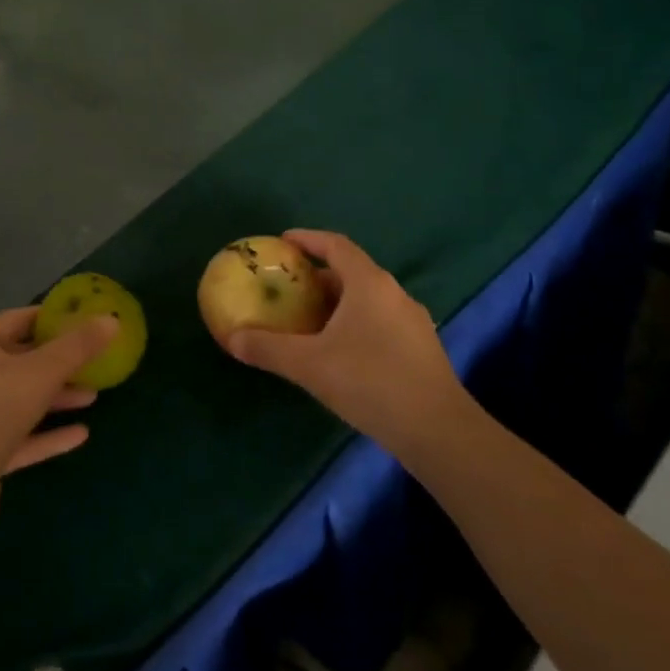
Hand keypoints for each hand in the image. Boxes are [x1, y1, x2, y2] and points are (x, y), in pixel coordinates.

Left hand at [0, 306, 115, 527]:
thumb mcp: (42, 371)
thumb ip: (78, 346)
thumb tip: (111, 319)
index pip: (19, 319)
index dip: (53, 319)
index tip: (85, 322)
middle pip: (21, 360)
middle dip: (60, 362)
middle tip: (93, 361)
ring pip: (21, 398)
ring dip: (56, 397)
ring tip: (92, 397)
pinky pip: (19, 435)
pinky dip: (46, 433)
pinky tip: (80, 435)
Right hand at [225, 230, 467, 452]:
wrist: (438, 431)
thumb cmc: (370, 382)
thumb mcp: (309, 365)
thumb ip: (268, 348)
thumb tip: (231, 338)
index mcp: (369, 284)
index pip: (336, 245)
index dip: (308, 239)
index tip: (283, 242)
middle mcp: (394, 293)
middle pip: (351, 272)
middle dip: (317, 277)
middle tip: (288, 288)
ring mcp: (412, 321)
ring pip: (367, 300)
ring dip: (336, 303)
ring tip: (307, 320)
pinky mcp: (421, 349)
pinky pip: (379, 322)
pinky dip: (354, 324)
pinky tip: (338, 352)